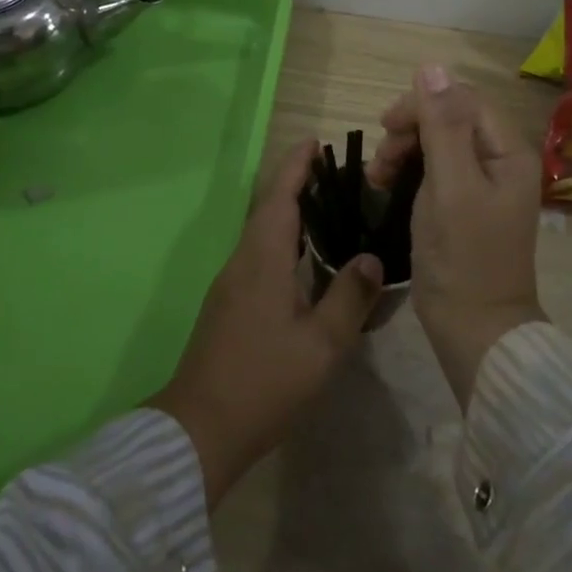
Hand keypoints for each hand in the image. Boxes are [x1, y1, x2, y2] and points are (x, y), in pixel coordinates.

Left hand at [148, 140, 384, 506]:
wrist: (199, 429)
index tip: (315, 141)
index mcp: (262, 259)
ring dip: (289, 211)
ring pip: (263, 232)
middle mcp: (242, 261)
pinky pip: (259, 254)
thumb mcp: (321, 345)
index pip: (280, 196)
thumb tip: (372, 258)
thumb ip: (349, 297)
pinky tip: (304, 260)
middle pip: (269, 208)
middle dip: (297, 183)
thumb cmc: (264, 382)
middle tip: (335, 173)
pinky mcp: (229, 304)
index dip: (296, 166)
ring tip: (327, 208)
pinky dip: (283, 240)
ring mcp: (231, 283)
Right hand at [372, 65, 545, 406]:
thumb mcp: (450, 186)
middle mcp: (500, 160)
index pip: (462, 100)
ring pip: (438, 143)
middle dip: (410, 131)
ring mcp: (483, 184)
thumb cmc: (464, 257)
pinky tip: (386, 188)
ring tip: (377, 179)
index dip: (422, 106)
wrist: (475, 331)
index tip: (387, 129)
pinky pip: (435, 170)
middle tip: (381, 162)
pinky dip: (408, 173)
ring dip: (404, 151)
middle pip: (450, 119)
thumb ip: (442, 125)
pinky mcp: (465, 205)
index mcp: (507, 151)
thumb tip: (432, 66)